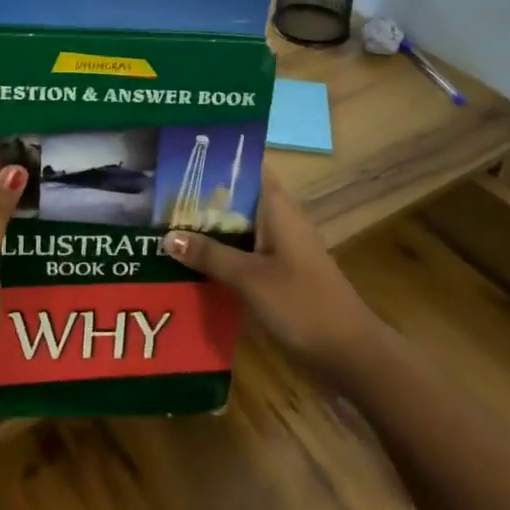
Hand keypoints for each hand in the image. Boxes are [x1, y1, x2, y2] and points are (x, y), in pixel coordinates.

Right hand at [161, 170, 378, 378]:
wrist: (349, 352)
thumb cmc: (301, 303)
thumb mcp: (249, 278)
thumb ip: (209, 255)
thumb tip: (168, 236)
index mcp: (277, 207)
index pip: (249, 167)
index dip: (220, 158)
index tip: (182, 157)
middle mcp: (280, 219)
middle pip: (238, 197)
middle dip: (203, 197)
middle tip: (159, 196)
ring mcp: (282, 247)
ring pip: (239, 227)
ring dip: (210, 228)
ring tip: (166, 225)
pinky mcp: (281, 272)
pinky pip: (245, 252)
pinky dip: (222, 253)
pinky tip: (193, 263)